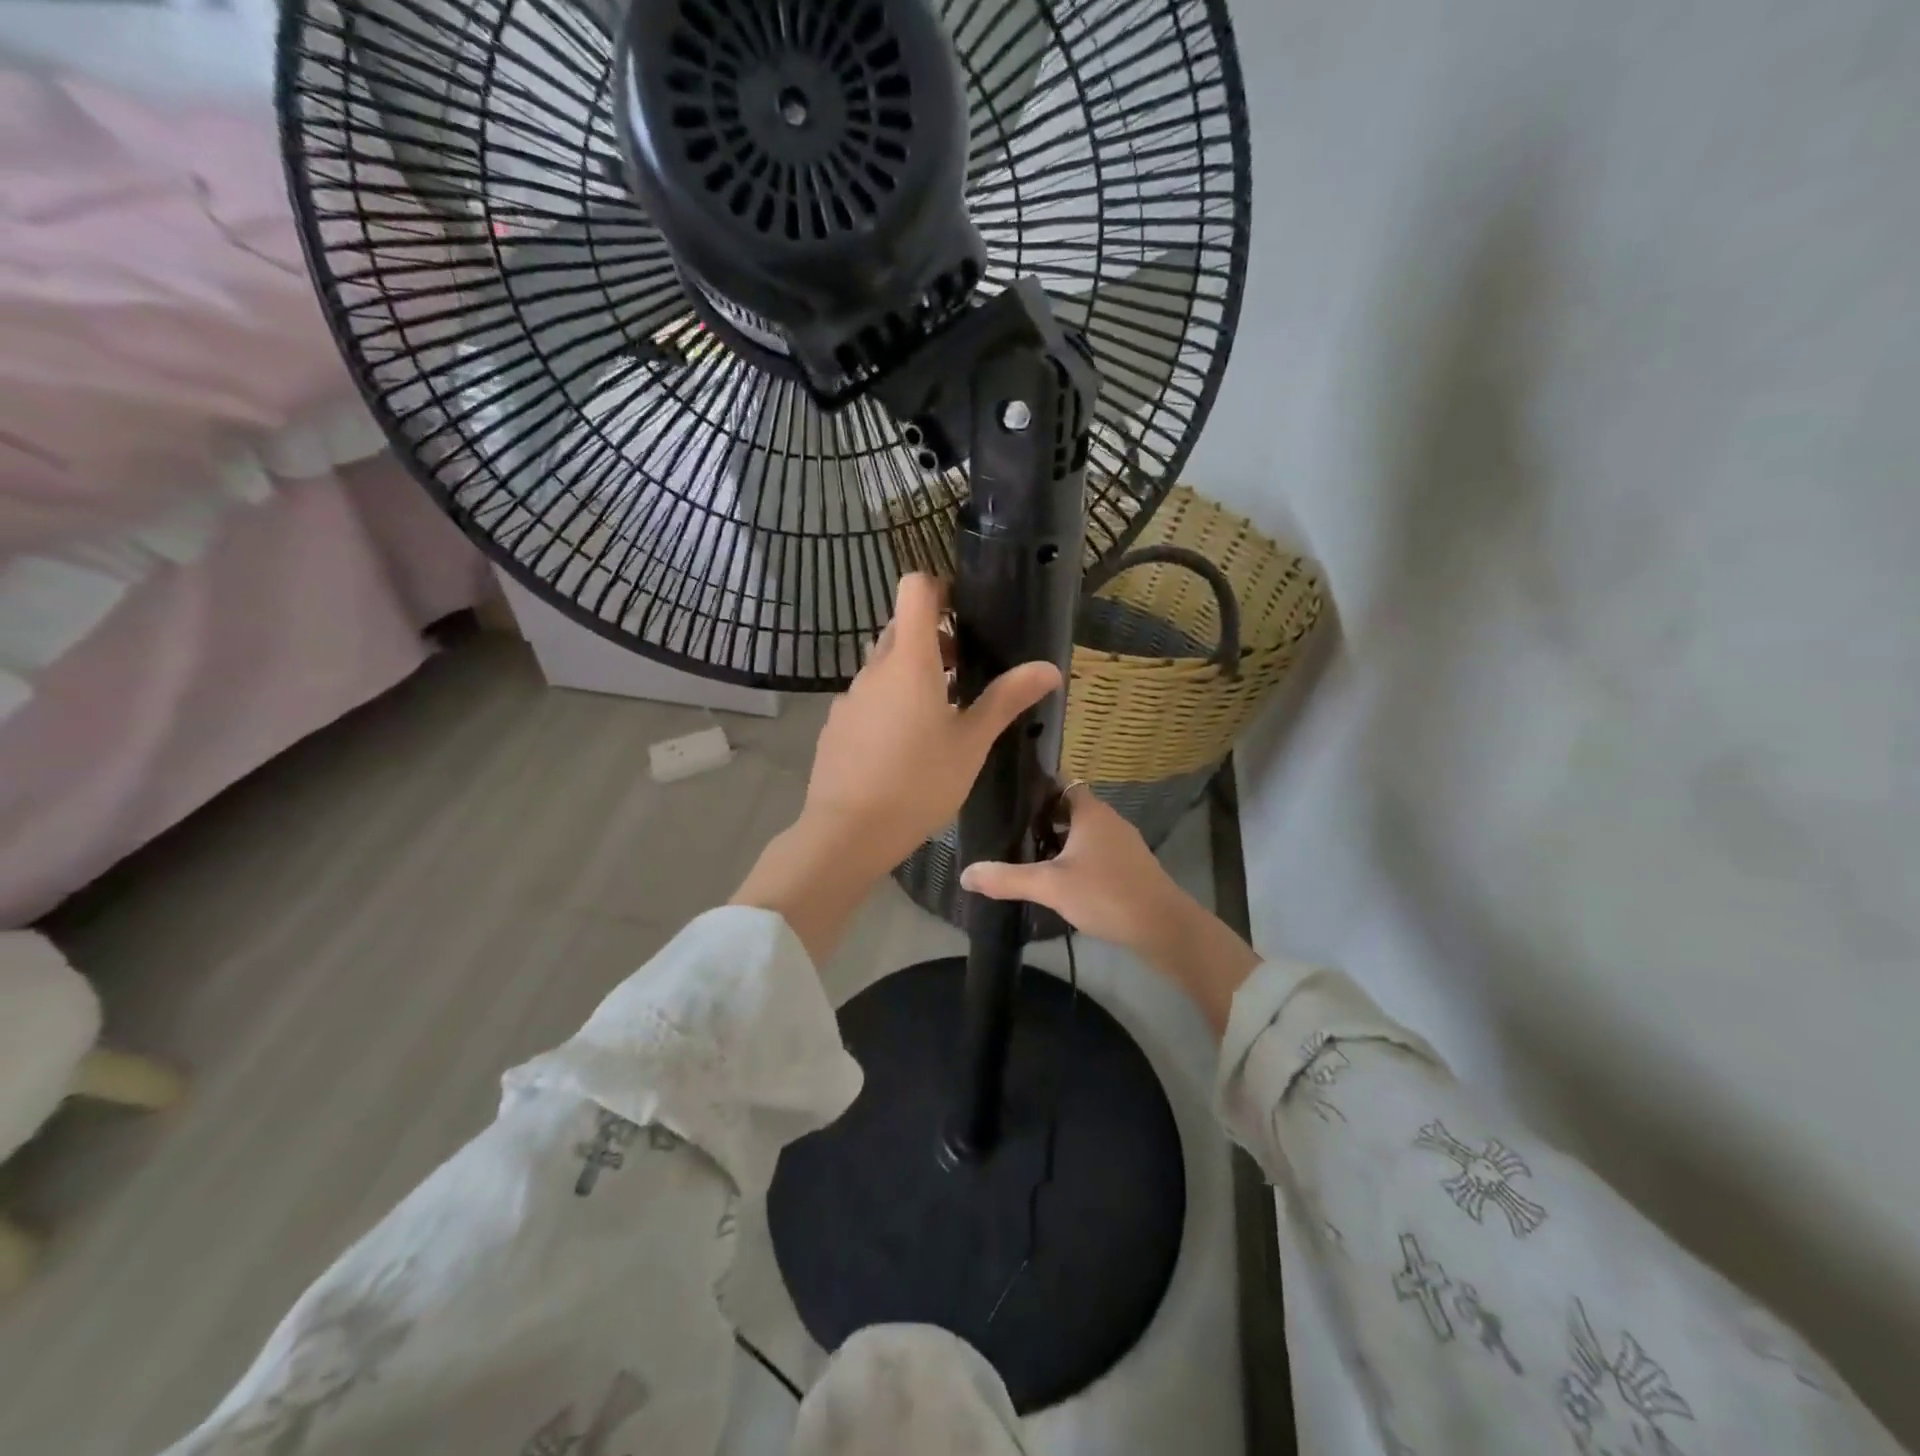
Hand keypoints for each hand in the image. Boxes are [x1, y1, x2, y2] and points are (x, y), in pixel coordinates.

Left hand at [801, 574, 1062, 875]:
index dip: (940, 588)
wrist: (849, 832)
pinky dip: (890, 703)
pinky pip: (868, 697)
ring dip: (913, 673)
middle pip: (900, 627)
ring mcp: (850, 696)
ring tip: (941, 715)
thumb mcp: (972, 743)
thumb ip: (1007, 699)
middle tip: (966, 672)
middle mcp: (874, 668)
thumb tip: (1049, 668)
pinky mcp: (837, 724)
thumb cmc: (919, 783)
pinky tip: (904, 746)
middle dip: (934, 638)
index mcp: (910, 660)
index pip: (915, 588)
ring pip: (884, 666)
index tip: (965, 612)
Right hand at [961, 787, 1260, 1032]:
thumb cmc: (1106, 893)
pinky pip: (1096, 853)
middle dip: (1042, 819)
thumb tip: (965, 873)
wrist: (1164, 928)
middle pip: (1070, 808)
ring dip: (1060, 841)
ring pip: (1084, 833)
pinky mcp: (1131, 868)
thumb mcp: (1050, 886)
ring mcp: (1123, 844)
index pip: (1061, 783)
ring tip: (1028, 857)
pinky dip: (1077, 860)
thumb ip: (1007, 878)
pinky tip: (1060, 881)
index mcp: (1091, 811)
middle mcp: (1109, 820)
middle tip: (1010, 832)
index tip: (1009, 799)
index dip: (1036, 788)